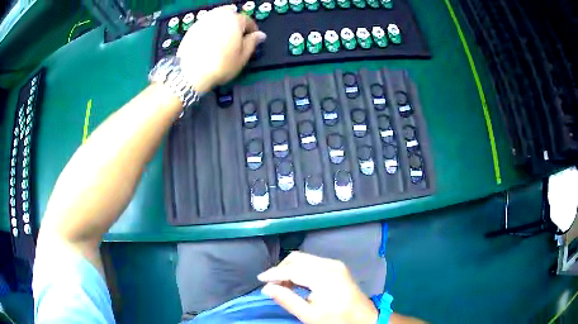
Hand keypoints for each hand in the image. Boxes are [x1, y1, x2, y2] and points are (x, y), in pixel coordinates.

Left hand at [176, 5, 265, 92]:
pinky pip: (206, 25)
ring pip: (218, 18)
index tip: (253, 38)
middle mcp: (219, 15)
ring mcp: (204, 20)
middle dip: (236, 25)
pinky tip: (210, 41)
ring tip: (223, 39)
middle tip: (236, 38)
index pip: (248, 20)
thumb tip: (260, 35)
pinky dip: (210, 30)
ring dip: (223, 25)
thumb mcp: (242, 57)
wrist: (190, 73)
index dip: (252, 30)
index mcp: (235, 19)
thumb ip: (252, 42)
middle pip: (231, 16)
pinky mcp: (192, 28)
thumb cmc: (220, 65)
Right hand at [258, 251, 377, 323]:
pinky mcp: (338, 267)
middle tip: (272, 285)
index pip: (292, 269)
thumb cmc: (337, 320)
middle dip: (281, 269)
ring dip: (290, 269)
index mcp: (324, 276)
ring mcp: (335, 264)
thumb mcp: (309, 315)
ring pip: (305, 259)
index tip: (260, 279)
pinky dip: (301, 270)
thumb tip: (267, 288)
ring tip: (282, 285)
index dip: (274, 273)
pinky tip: (297, 282)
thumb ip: (287, 300)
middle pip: (298, 259)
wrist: (364, 319)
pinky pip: (313, 263)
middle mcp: (330, 264)